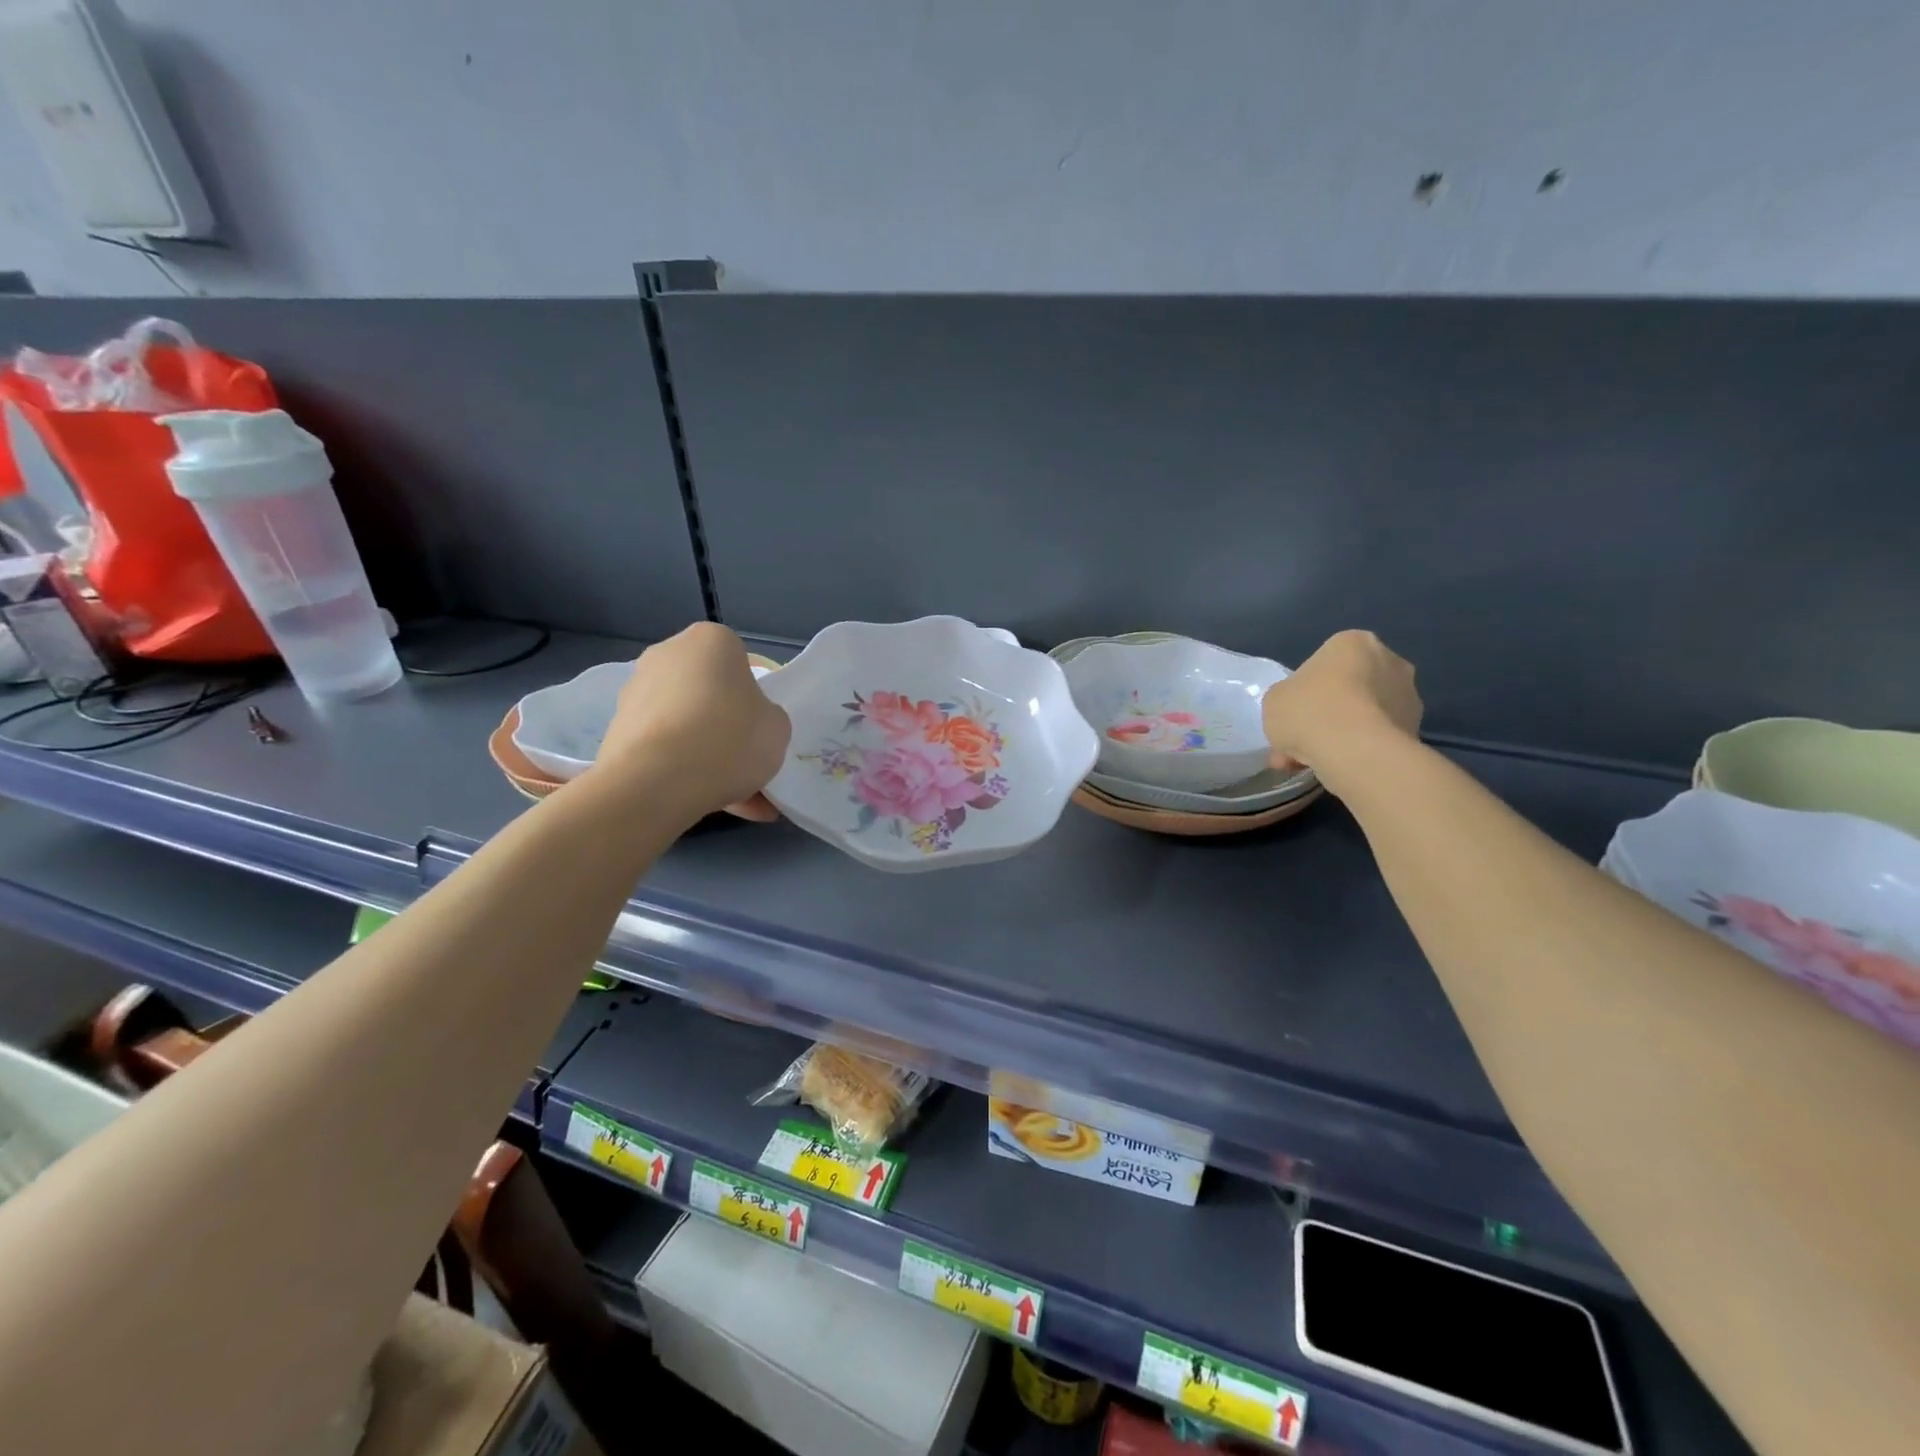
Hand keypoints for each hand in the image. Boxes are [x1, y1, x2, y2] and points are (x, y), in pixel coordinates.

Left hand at [593, 622, 789, 822]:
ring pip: (685, 724)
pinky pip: (663, 749)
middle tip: (746, 762)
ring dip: (705, 753)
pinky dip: (682, 770)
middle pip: (708, 692)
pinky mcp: (617, 731)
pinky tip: (707, 802)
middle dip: (726, 726)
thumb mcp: (778, 727)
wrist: (656, 782)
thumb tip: (749, 722)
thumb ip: (767, 716)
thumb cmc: (729, 738)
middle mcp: (667, 655)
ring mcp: (635, 692)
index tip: (759, 727)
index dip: (754, 697)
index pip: (740, 662)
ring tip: (734, 797)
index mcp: (711, 640)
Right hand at [1262, 630, 1421, 786]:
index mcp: (1353, 642)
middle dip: (1326, 713)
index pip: (1324, 662)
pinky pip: (1377, 737)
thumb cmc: (1309, 711)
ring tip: (1313, 762)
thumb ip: (1287, 697)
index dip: (1304, 690)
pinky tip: (1336, 768)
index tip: (1293, 712)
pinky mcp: (1417, 729)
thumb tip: (1300, 708)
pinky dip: (1359, 750)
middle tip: (1301, 740)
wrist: (1355, 752)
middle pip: (1349, 688)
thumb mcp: (1274, 699)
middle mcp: (1390, 661)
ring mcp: (1409, 696)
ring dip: (1341, 734)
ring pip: (1363, 715)